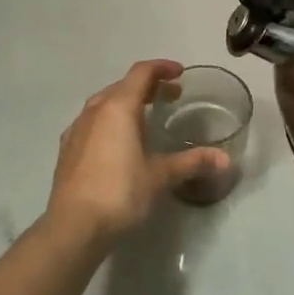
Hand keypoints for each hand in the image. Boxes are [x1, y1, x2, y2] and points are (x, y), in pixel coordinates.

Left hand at [43, 61, 229, 243]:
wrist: (73, 226)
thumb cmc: (121, 192)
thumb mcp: (161, 176)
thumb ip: (192, 162)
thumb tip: (226, 159)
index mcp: (119, 107)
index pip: (142, 73)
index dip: (162, 68)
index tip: (180, 73)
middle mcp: (95, 110)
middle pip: (123, 85)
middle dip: (148, 86)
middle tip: (171, 96)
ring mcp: (77, 128)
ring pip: (105, 103)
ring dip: (128, 102)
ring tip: (146, 117)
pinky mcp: (67, 148)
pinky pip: (92, 121)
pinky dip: (110, 120)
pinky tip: (118, 141)